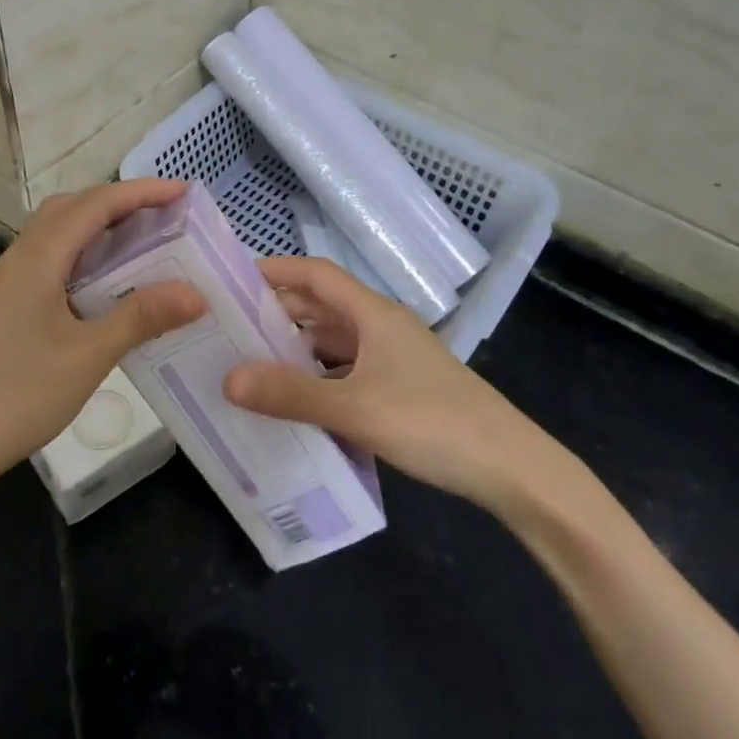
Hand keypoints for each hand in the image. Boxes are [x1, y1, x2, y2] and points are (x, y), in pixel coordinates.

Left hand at [0, 180, 205, 506]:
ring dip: (99, 230)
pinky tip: (105, 289)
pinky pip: (50, 263)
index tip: (184, 192)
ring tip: (143, 247)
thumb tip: (196, 292)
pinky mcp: (3, 308)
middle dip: (120, 203)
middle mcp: (19, 258)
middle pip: (72, 209)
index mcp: (38, 258)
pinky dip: (84, 258)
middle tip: (166, 218)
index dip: (141, 192)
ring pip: (57, 236)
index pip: (95, 204)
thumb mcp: (88, 356)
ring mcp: (6, 284)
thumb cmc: (15, 395)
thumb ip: (141, 317)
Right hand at [223, 257, 607, 530]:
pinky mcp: (401, 389)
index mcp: (374, 315)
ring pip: (334, 342)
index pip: (317, 274)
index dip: (276, 270)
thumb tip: (227, 379)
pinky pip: (347, 371)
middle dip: (278, 312)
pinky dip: (318, 378)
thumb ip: (291, 395)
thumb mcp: (355, 409)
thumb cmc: (433, 422)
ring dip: (297, 348)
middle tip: (229, 327)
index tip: (232, 279)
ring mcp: (394, 360)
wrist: (511, 469)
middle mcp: (382, 328)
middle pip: (322, 306)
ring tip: (251, 363)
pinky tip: (296, 401)